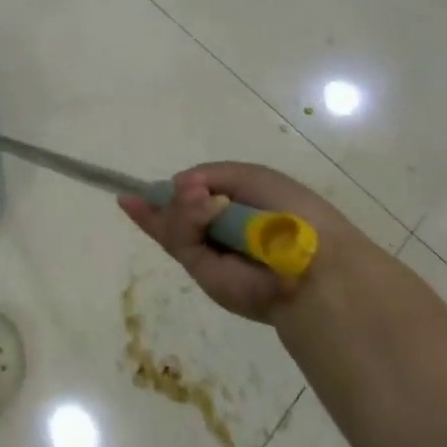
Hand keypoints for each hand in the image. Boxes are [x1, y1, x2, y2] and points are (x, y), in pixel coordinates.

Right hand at [120, 162, 362, 323]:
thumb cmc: (293, 215)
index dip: (170, 193)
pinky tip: (185, 205)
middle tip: (190, 192)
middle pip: (177, 211)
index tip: (135, 192)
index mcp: (237, 211)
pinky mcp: (201, 271)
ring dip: (185, 207)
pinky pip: (178, 239)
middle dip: (173, 198)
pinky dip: (182, 218)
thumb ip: (210, 175)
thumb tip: (178, 186)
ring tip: (206, 203)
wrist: (312, 262)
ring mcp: (208, 254)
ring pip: (174, 222)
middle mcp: (220, 233)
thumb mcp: (251, 177)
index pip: (195, 199)